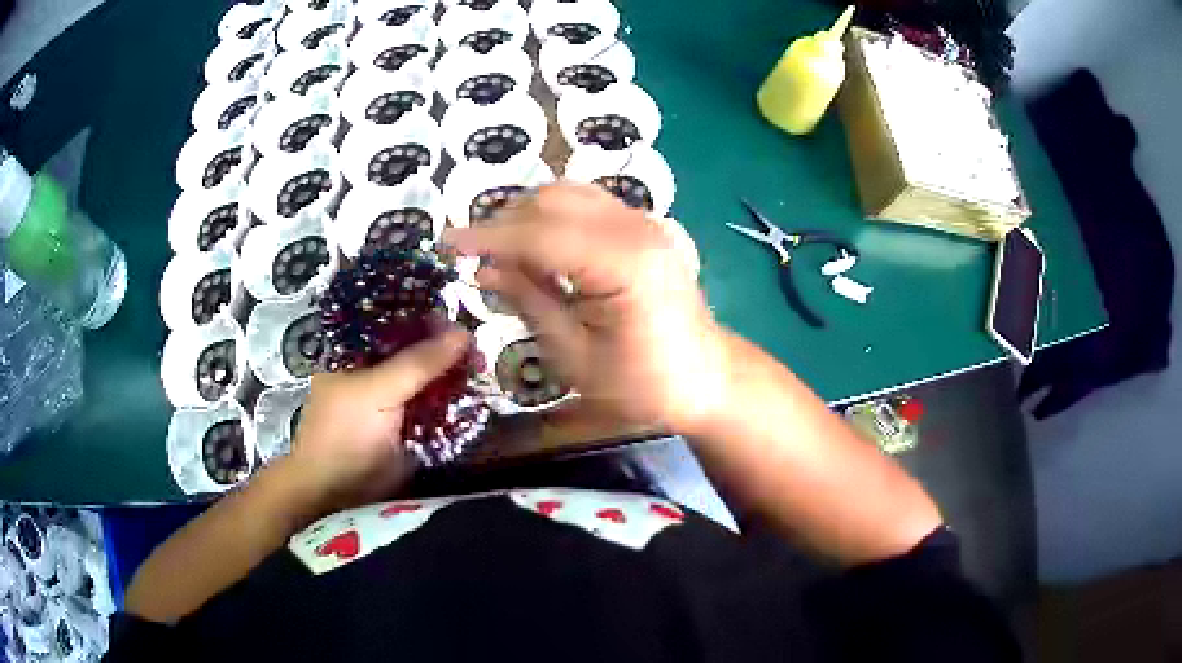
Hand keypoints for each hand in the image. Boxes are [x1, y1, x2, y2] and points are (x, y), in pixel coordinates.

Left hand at [287, 329, 470, 508]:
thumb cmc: (345, 434)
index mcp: (355, 353)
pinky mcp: (411, 431)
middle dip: (447, 349)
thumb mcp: (377, 391)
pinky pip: (437, 409)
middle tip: (479, 349)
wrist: (339, 496)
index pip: (394, 323)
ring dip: (455, 376)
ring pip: (430, 381)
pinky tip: (477, 395)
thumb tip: (464, 332)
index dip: (426, 318)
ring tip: (484, 369)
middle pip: (416, 352)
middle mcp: (375, 373)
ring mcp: (394, 403)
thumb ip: (418, 363)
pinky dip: (455, 404)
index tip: (461, 318)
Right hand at [443, 183, 728, 432]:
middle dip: (506, 223)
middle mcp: (639, 227)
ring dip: (529, 217)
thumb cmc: (643, 385)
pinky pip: (592, 206)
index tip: (446, 244)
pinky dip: (557, 219)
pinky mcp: (650, 227)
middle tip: (473, 258)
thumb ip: (529, 301)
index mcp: (625, 262)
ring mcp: (649, 222)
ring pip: (571, 195)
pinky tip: (542, 251)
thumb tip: (483, 269)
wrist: (706, 380)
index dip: (488, 237)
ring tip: (503, 255)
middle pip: (553, 200)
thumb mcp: (575, 355)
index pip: (540, 233)